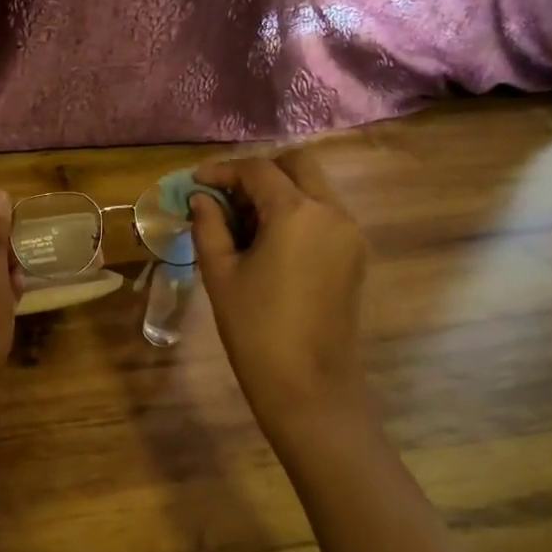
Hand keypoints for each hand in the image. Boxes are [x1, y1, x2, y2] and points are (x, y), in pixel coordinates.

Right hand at [191, 150, 369, 440]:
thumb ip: (209, 226)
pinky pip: (326, 215)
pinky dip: (297, 212)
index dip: (223, 171)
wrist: (308, 386)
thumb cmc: (255, 329)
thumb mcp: (220, 274)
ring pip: (315, 188)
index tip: (196, 183)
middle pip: (298, 165)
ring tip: (242, 222)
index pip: (258, 170)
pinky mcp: (355, 256)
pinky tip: (269, 241)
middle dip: (259, 172)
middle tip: (226, 197)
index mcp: (297, 213)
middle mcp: (332, 212)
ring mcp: (350, 234)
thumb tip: (201, 199)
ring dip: (280, 191)